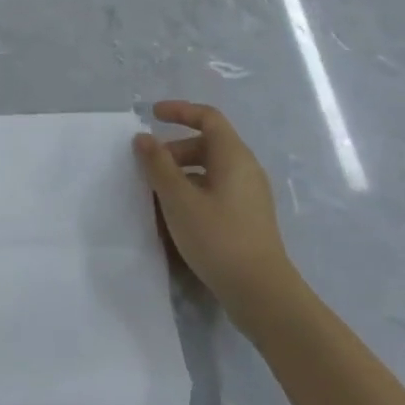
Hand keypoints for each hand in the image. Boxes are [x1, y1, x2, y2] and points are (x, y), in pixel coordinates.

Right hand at [134, 101, 297, 318]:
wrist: (261, 293)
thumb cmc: (218, 237)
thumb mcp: (179, 200)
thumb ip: (158, 165)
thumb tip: (143, 138)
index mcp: (233, 155)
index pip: (208, 117)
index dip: (180, 111)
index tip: (152, 115)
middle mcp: (246, 168)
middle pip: (208, 144)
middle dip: (175, 149)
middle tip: (149, 167)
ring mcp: (250, 194)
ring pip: (211, 170)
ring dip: (182, 174)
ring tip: (158, 195)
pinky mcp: (248, 217)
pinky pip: (217, 190)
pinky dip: (194, 192)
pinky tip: (177, 217)